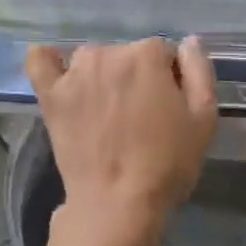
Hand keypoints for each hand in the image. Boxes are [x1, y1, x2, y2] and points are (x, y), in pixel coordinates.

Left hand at [26, 37, 218, 227]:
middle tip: (140, 117)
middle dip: (136, 77)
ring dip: (102, 75)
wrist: (117, 202)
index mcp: (147, 55)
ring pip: (92, 60)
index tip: (169, 108)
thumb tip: (189, 42)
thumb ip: (200, 72)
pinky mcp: (50, 95)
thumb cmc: (166, 163)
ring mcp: (75, 74)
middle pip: (127, 55)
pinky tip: (60, 75)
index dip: (169, 79)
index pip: (163, 53)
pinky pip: (41, 61)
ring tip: (107, 112)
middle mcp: (109, 53)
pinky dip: (49, 61)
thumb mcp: (204, 119)